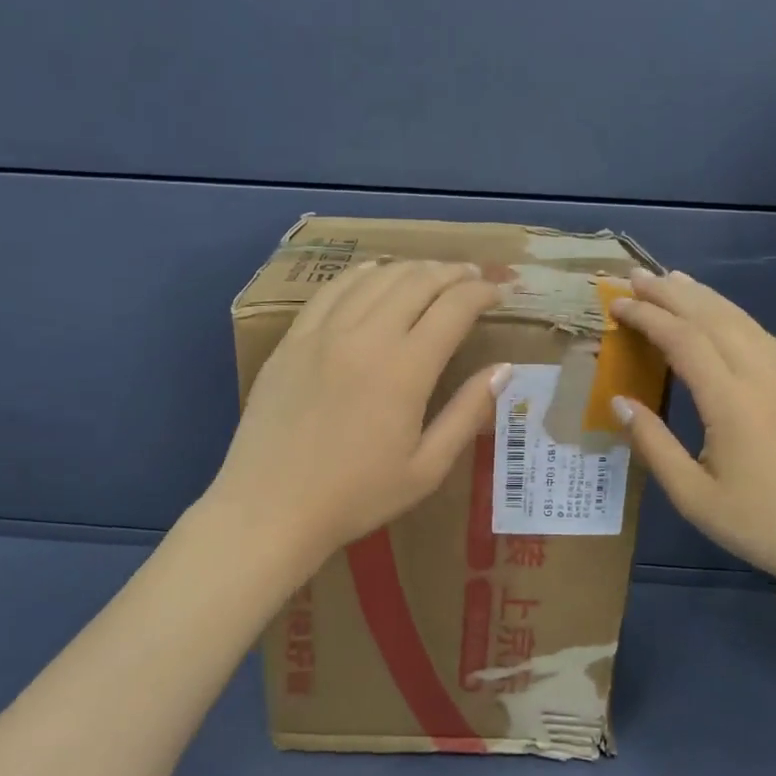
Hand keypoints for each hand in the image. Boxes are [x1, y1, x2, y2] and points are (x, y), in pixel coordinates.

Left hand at [208, 259, 505, 561]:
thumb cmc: (356, 497)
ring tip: (431, 274)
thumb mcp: (426, 468)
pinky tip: (373, 275)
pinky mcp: (292, 339)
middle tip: (472, 276)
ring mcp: (322, 332)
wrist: (271, 507)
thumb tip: (504, 370)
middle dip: (451, 273)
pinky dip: (361, 275)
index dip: (481, 293)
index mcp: (405, 369)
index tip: (498, 293)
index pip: (453, 308)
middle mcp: (365, 336)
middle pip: (416, 281)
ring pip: (374, 278)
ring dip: (411, 268)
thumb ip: (467, 414)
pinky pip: (331, 290)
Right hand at [608, 269, 775, 602]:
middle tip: (637, 275)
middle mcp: (765, 376)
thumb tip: (618, 401)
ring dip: (706, 298)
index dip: (648, 316)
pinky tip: (726, 319)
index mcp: (732, 402)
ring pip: (745, 321)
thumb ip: (653, 443)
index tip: (618, 304)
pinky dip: (737, 318)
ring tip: (675, 281)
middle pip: (714, 317)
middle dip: (672, 293)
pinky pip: (768, 338)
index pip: (683, 339)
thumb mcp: (693, 496)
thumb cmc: (763, 526)